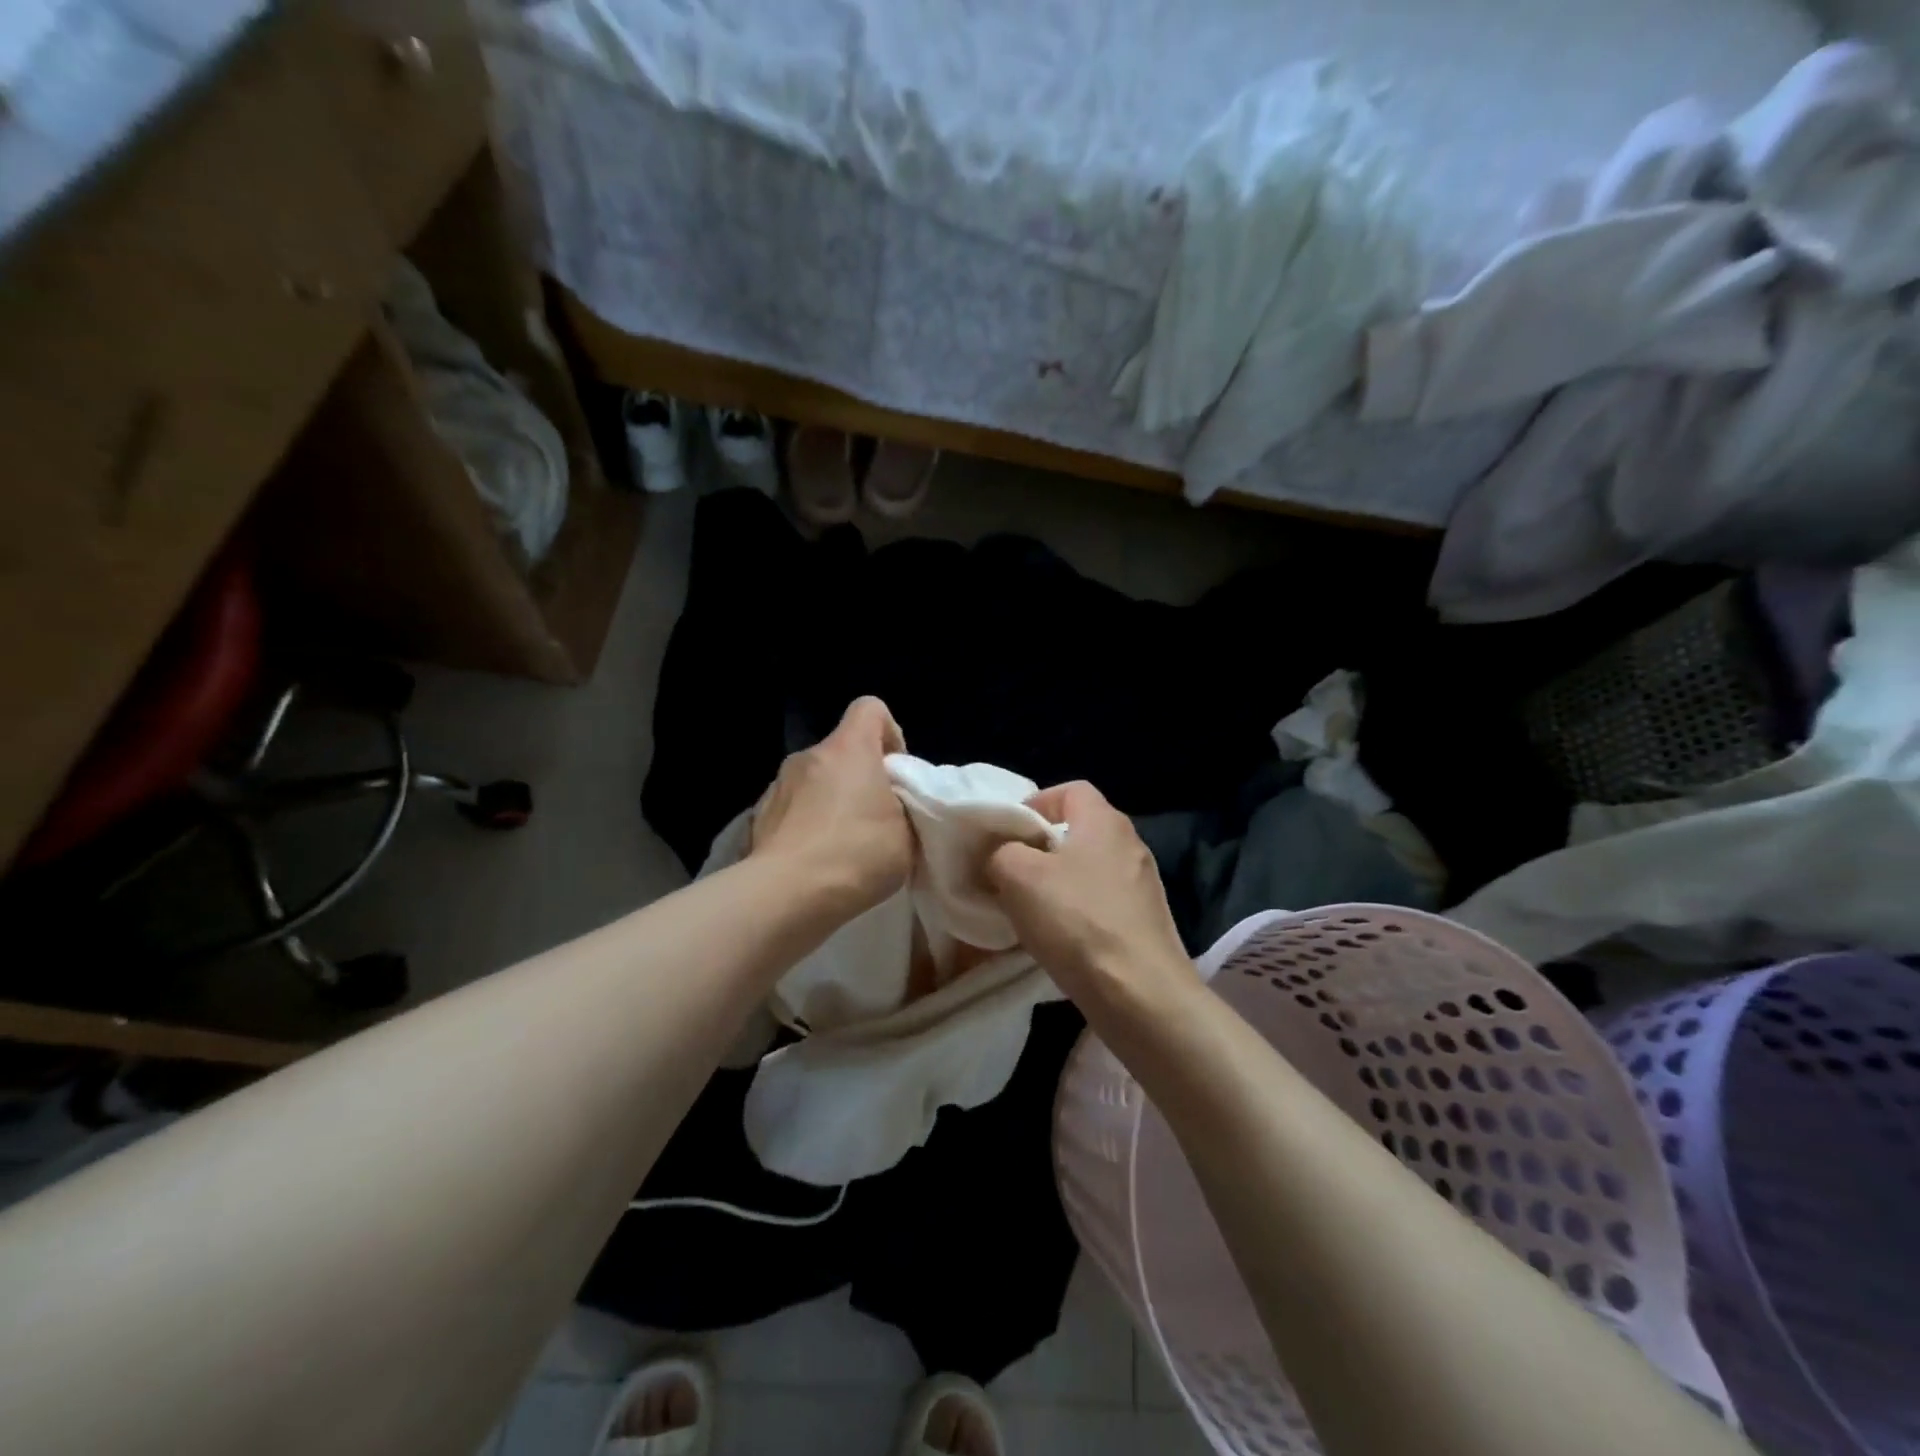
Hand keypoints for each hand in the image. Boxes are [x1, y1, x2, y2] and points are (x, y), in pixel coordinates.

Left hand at [751, 697, 912, 921]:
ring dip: (832, 801)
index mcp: (849, 748)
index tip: (896, 772)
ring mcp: (778, 785)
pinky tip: (816, 860)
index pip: (870, 708)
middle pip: (843, 751)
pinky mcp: (759, 816)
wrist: (786, 895)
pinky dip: (807, 824)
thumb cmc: (856, 854)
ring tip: (844, 845)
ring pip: (816, 781)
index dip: (889, 733)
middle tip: (877, 819)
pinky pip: (793, 809)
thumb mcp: (907, 833)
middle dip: (861, 777)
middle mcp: (810, 755)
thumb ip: (904, 807)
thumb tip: (891, 805)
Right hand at [985, 780, 1197, 1011]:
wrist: (1141, 995)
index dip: (1037, 802)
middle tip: (1011, 872)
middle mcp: (1131, 845)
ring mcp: (1143, 886)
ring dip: (1057, 884)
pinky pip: (1102, 904)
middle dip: (1041, 848)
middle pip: (1079, 831)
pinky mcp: (1146, 923)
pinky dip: (1077, 914)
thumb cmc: (1077, 921)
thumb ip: (1001, 852)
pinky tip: (1059, 940)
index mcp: (1105, 821)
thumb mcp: (1018, 876)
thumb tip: (1002, 855)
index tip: (1009, 832)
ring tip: (1029, 910)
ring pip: (1089, 870)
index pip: (1071, 789)